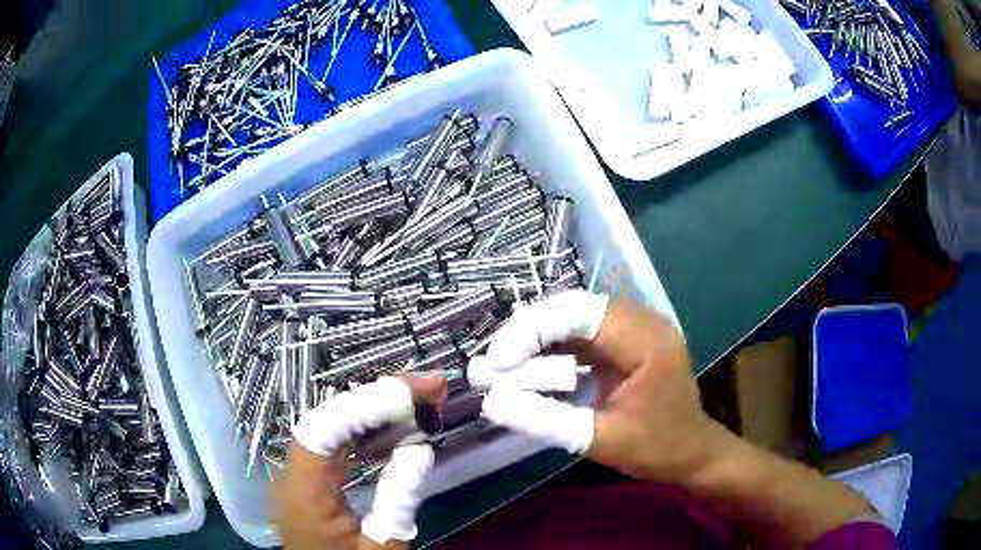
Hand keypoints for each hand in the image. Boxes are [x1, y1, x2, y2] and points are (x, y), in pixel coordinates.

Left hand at [271, 376, 446, 549]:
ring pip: (332, 429)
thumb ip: (398, 499)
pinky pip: (334, 448)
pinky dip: (366, 434)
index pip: (325, 429)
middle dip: (379, 399)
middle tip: (431, 387)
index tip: (418, 391)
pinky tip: (396, 431)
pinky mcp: (308, 483)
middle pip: (329, 420)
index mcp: (304, 493)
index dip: (368, 403)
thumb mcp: (383, 548)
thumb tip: (420, 447)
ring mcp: (297, 477)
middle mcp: (291, 476)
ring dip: (376, 412)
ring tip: (423, 403)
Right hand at [478, 290, 720, 483]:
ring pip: (573, 321)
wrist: (693, 454)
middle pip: (572, 310)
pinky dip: (553, 353)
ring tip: (501, 367)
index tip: (497, 361)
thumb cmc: (657, 449)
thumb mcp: (599, 440)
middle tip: (492, 363)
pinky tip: (529, 371)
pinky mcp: (626, 344)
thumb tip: (490, 403)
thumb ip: (545, 420)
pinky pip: (582, 337)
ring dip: (536, 342)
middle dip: (527, 335)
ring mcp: (635, 330)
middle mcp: (641, 322)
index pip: (578, 314)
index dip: (530, 331)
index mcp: (645, 339)